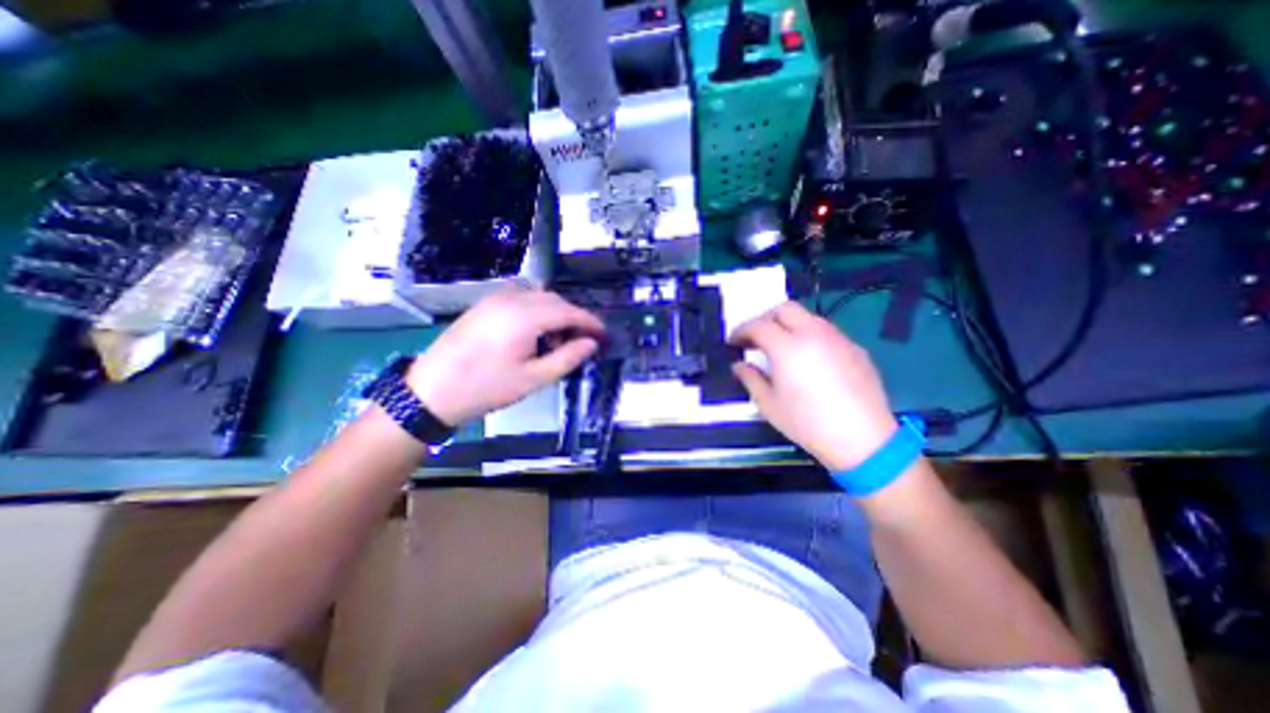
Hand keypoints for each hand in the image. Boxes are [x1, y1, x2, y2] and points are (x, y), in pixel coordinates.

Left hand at [408, 287, 604, 426]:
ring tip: (555, 342)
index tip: (604, 335)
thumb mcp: (534, 379)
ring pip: (538, 296)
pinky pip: (521, 298)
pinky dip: (536, 310)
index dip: (591, 322)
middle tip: (581, 343)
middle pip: (555, 300)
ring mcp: (495, 298)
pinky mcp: (484, 304)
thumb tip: (591, 343)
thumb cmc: (486, 388)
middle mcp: (512, 299)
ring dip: (555, 313)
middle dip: (573, 318)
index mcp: (526, 316)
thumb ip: (567, 357)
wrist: (431, 391)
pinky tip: (533, 333)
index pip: (570, 312)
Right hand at [731, 300, 896, 473]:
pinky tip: (809, 360)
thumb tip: (739, 365)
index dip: (741, 331)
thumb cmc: (807, 423)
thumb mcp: (768, 404)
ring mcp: (837, 338)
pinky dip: (810, 336)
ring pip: (807, 317)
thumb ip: (750, 378)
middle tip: (756, 337)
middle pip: (784, 309)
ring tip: (781, 347)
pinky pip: (826, 332)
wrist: (863, 439)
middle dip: (765, 318)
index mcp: (787, 347)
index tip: (733, 342)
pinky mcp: (855, 348)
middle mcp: (813, 333)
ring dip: (789, 325)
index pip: (758, 325)